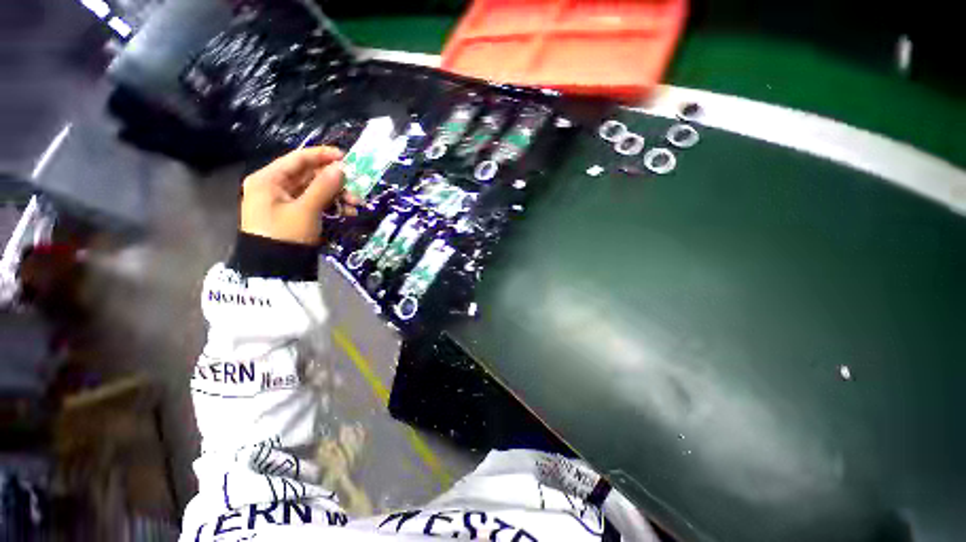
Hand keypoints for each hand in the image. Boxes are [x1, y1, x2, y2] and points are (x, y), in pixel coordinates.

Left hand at [240, 147, 361, 244]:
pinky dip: (332, 206)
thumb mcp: (307, 209)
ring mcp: (285, 201)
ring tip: (356, 205)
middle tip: (357, 188)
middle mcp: (275, 186)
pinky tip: (348, 212)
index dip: (323, 155)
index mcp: (269, 179)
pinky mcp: (296, 214)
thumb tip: (342, 168)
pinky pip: (316, 204)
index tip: (346, 157)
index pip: (298, 158)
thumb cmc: (286, 234)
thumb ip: (325, 186)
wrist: (276, 268)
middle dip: (336, 182)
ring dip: (338, 196)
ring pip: (316, 191)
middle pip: (310, 176)